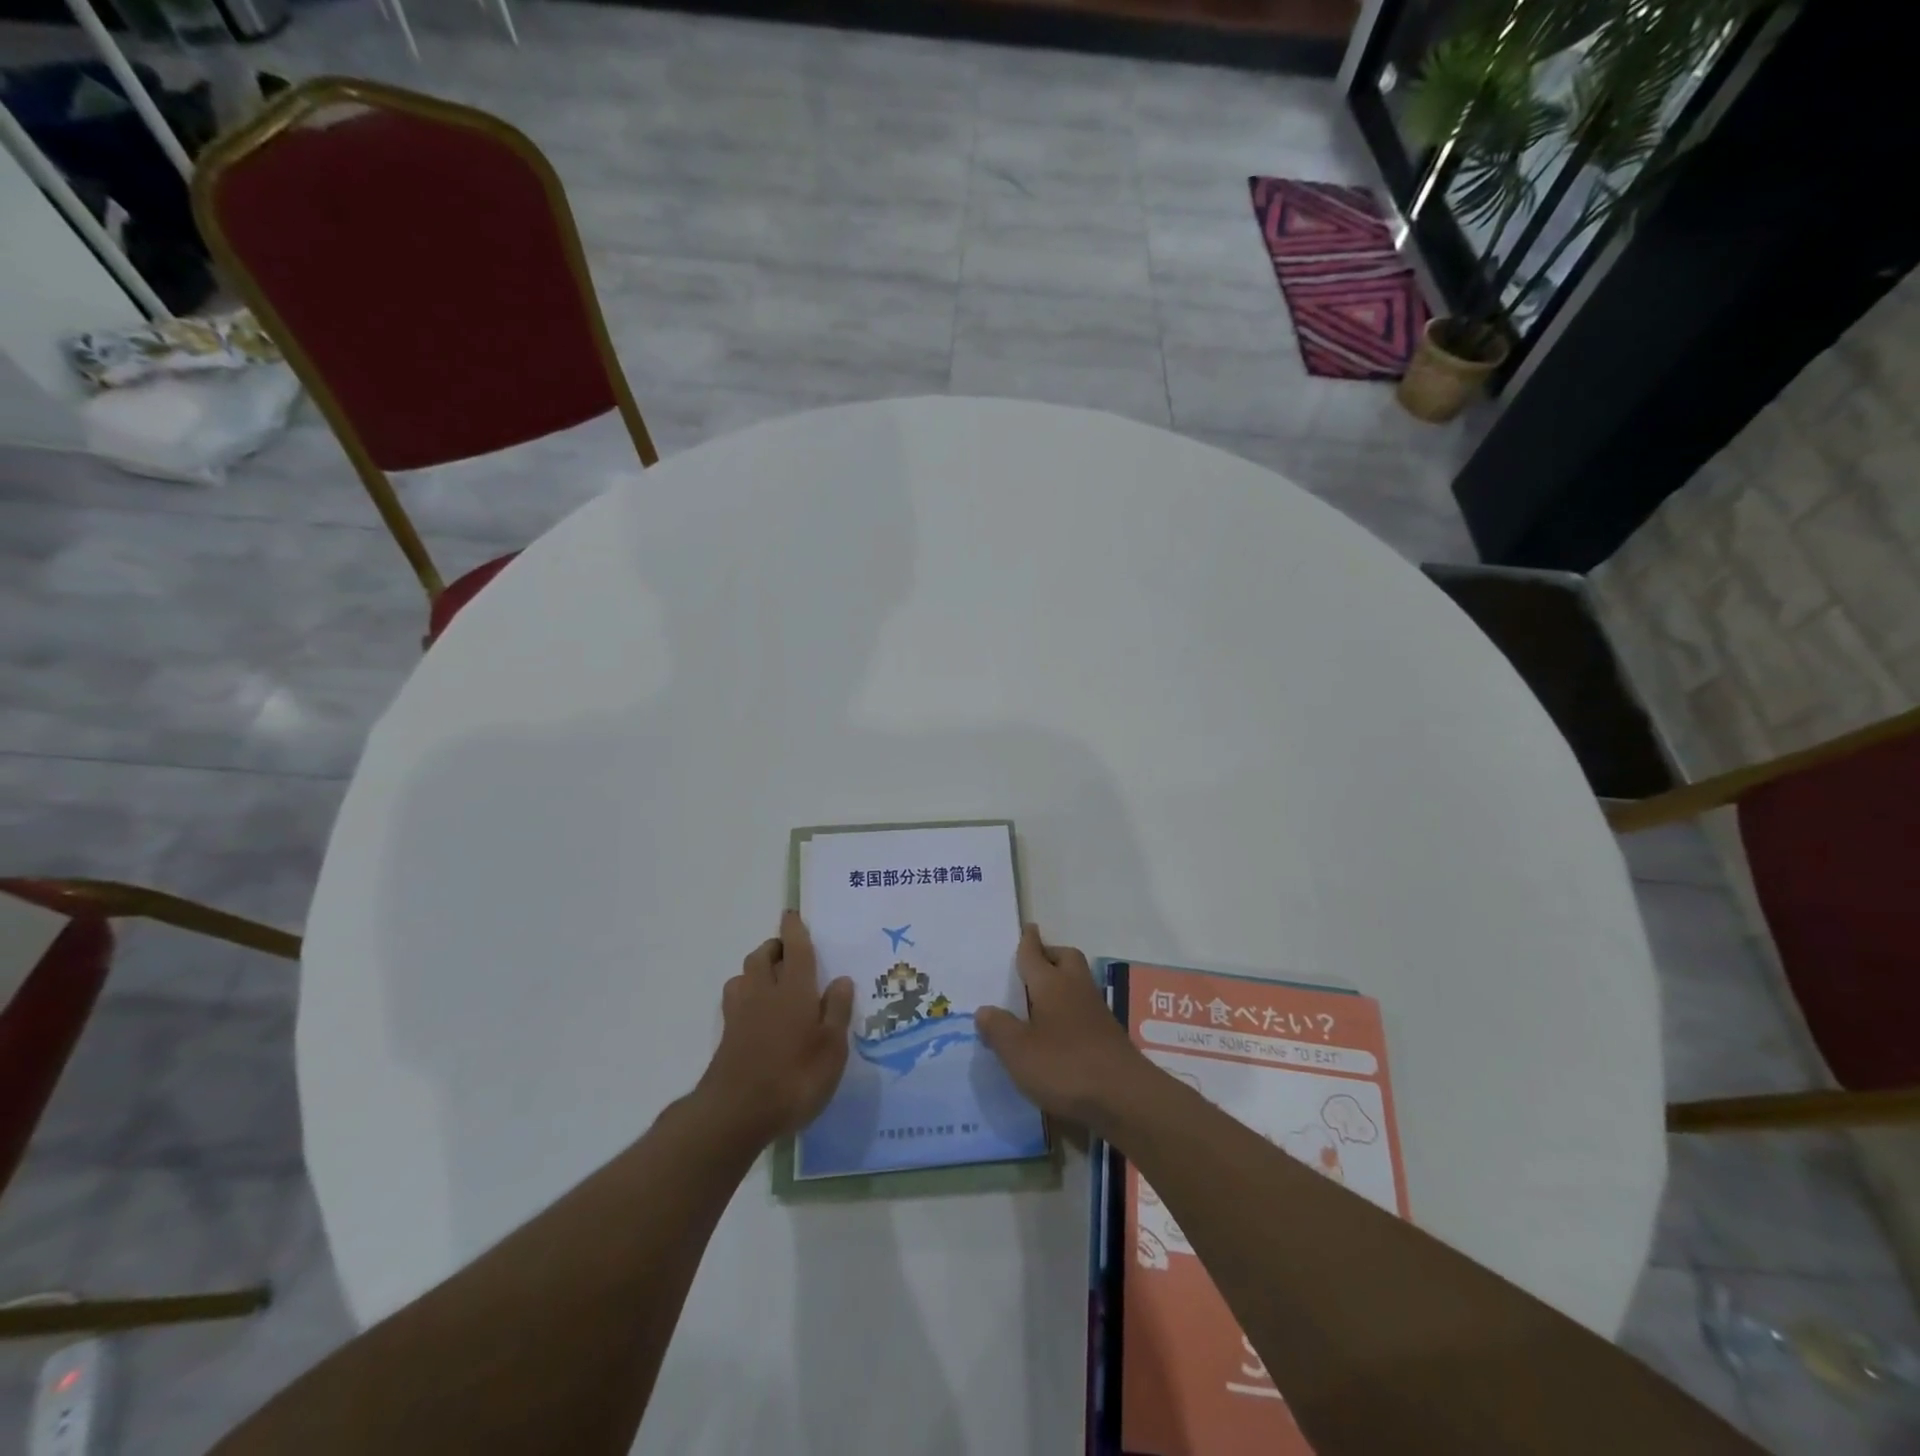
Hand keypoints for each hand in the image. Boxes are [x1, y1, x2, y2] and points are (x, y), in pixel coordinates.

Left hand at [697, 912, 854, 1142]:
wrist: (736, 1114)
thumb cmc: (795, 1077)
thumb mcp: (832, 1048)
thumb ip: (837, 1011)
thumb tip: (841, 979)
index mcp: (794, 989)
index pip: (794, 948)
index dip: (794, 929)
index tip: (792, 914)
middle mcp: (763, 993)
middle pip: (762, 956)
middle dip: (774, 947)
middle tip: (790, 953)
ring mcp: (740, 1014)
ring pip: (744, 976)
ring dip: (757, 969)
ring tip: (773, 980)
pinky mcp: (727, 1036)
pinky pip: (736, 1000)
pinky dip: (747, 995)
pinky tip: (757, 1013)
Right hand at [976, 924, 1147, 1131]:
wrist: (1124, 1097)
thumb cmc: (1065, 1066)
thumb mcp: (1018, 1051)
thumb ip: (999, 1028)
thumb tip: (985, 1010)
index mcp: (1051, 984)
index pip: (1035, 954)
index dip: (1028, 941)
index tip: (1027, 927)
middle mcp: (1076, 988)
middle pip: (1065, 958)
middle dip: (1050, 955)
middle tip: (1032, 965)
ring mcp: (1096, 1010)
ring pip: (1077, 981)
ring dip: (1061, 982)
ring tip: (1039, 999)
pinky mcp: (1108, 1034)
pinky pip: (1084, 1007)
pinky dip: (1070, 1008)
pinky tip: (1059, 1030)